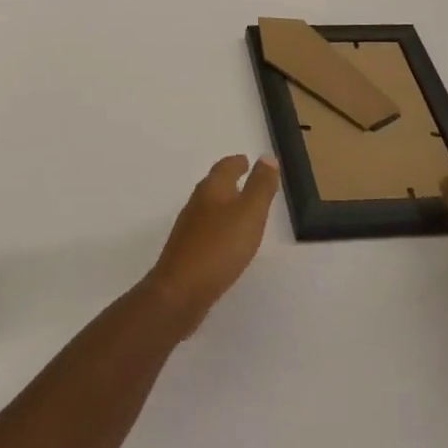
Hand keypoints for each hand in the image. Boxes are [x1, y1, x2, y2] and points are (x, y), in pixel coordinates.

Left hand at [145, 155, 279, 338]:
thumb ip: (260, 186)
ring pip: (208, 206)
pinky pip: (206, 229)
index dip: (237, 163)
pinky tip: (225, 240)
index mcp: (212, 189)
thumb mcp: (250, 213)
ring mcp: (189, 227)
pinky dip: (218, 225)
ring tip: (239, 208)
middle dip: (229, 180)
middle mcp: (197, 203)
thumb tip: (267, 157)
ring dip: (223, 203)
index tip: (246, 160)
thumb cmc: (220, 246)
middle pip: (214, 184)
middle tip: (245, 178)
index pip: (225, 167)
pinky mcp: (186, 250)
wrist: (180, 290)